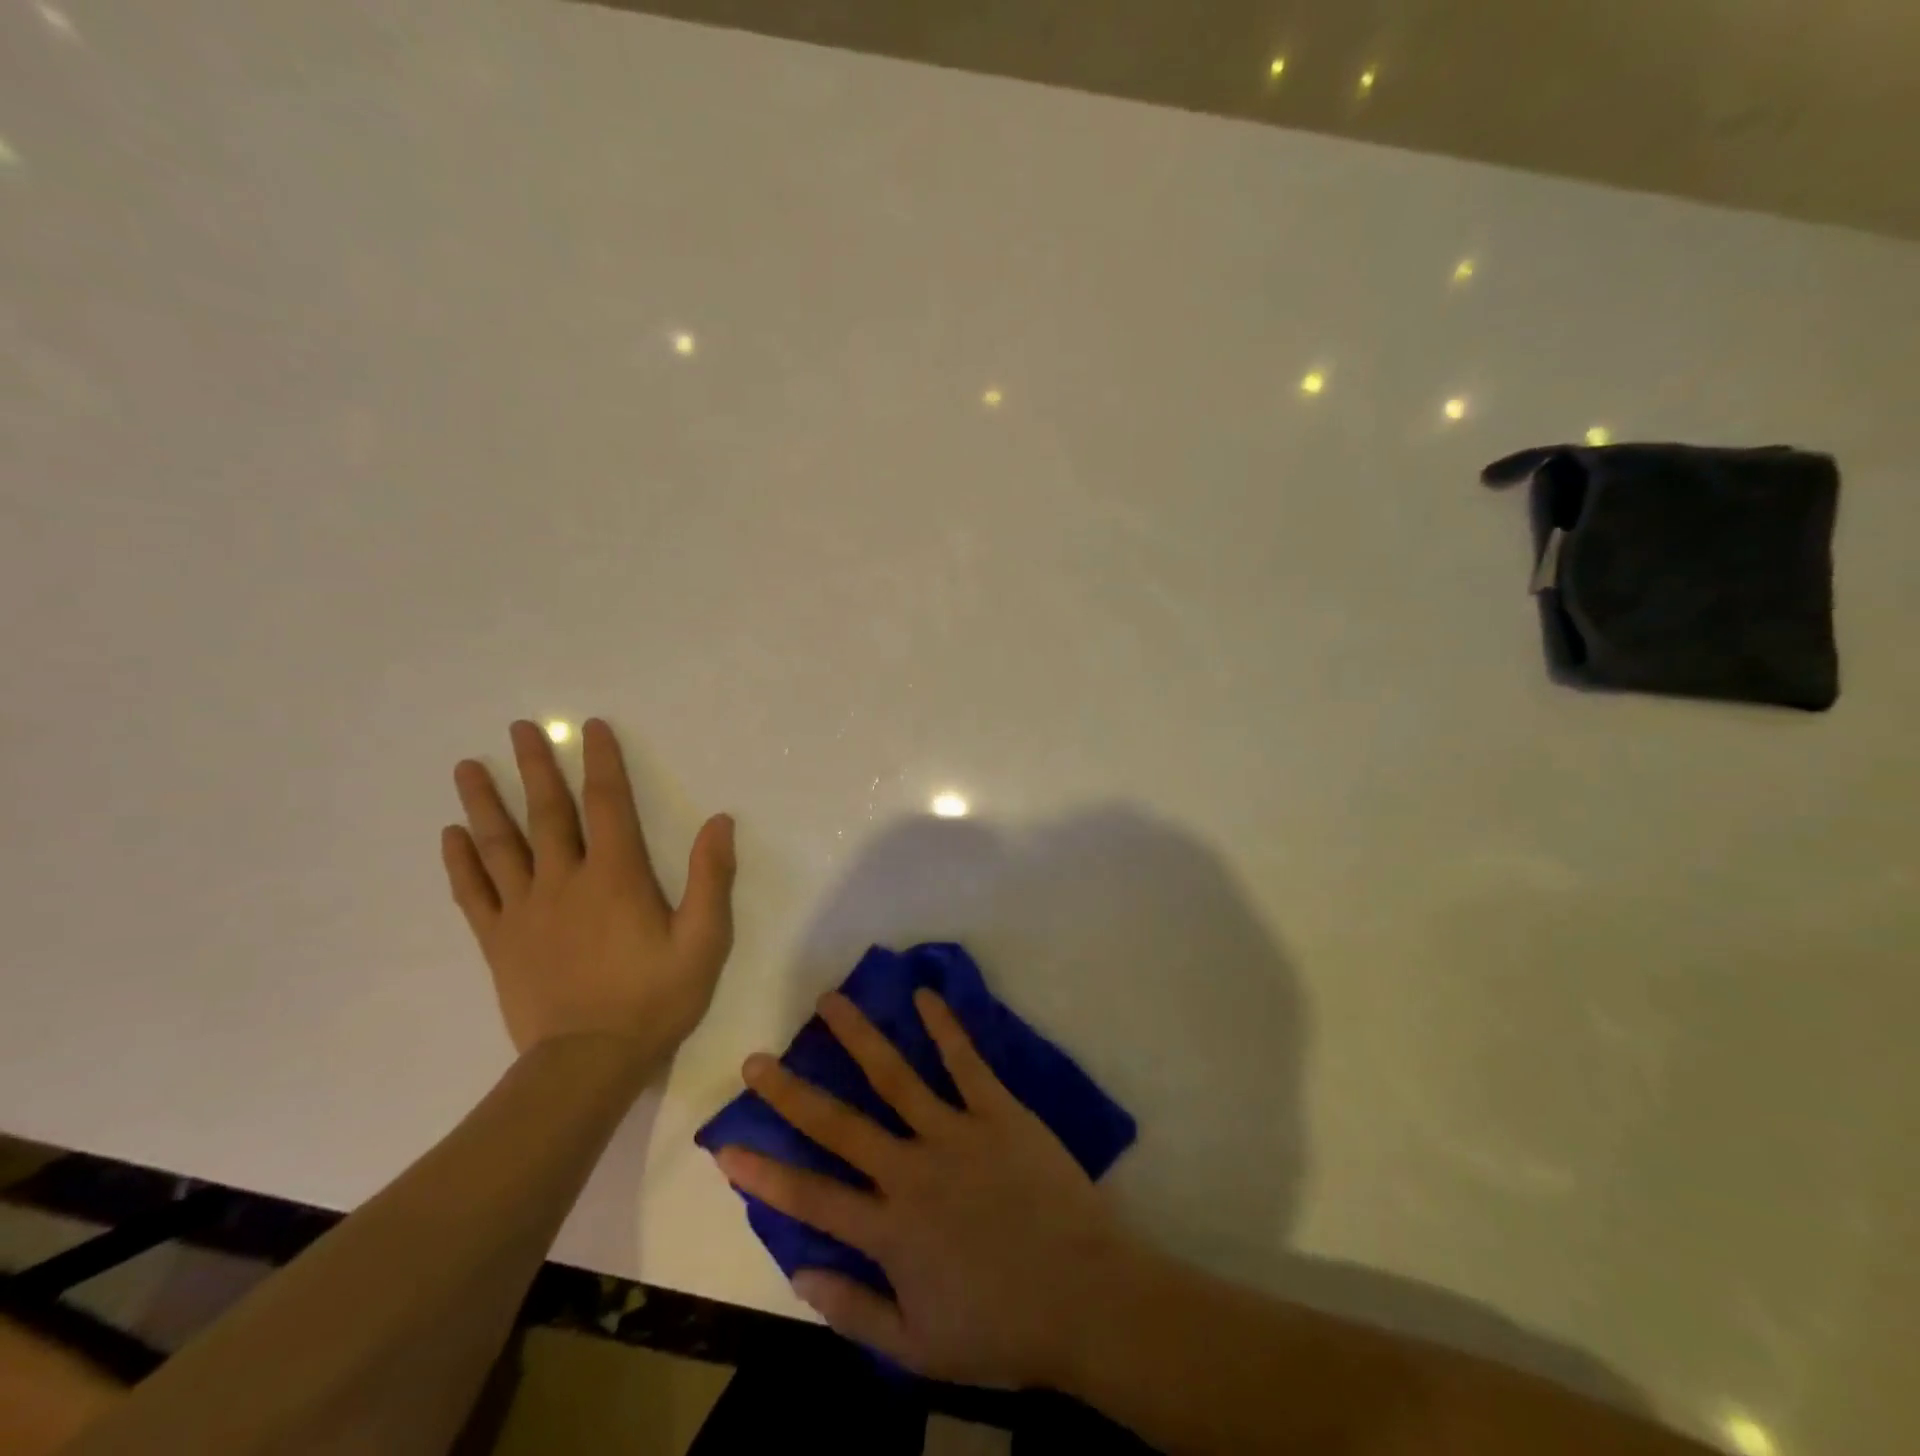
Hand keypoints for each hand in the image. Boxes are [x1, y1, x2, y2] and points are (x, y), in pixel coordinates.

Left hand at [441, 718, 735, 1063]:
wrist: (587, 1063)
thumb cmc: (654, 998)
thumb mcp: (704, 940)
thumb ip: (712, 878)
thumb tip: (720, 821)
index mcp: (616, 876)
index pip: (608, 803)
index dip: (601, 762)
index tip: (589, 728)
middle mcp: (564, 880)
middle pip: (547, 813)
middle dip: (535, 767)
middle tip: (518, 728)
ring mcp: (525, 911)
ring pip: (500, 845)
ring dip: (484, 803)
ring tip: (468, 767)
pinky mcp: (499, 942)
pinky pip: (474, 893)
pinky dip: (460, 863)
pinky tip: (450, 836)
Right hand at [713, 990, 1135, 1388]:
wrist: (1086, 1299)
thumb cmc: (1002, 1328)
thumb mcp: (917, 1349)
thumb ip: (853, 1310)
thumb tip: (796, 1272)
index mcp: (890, 1230)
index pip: (810, 1197)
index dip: (764, 1172)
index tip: (723, 1145)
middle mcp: (912, 1171)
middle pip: (840, 1124)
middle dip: (792, 1092)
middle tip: (757, 1059)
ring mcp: (956, 1133)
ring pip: (896, 1076)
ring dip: (859, 1036)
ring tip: (830, 1001)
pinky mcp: (999, 1111)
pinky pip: (966, 1062)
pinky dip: (944, 1027)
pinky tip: (923, 995)